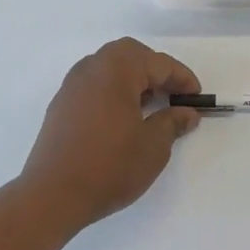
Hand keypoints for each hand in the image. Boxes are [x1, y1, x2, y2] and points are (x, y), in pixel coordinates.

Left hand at [21, 38, 202, 230]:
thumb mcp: (153, 146)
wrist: (53, 194)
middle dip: (155, 70)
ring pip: (108, 67)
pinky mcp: (61, 105)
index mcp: (117, 70)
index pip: (158, 63)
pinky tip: (123, 117)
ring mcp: (72, 86)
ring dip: (132, 79)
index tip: (197, 98)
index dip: (182, 79)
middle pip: (129, 54)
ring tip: (150, 105)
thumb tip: (187, 113)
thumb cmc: (109, 166)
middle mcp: (91, 68)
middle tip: (173, 94)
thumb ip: (172, 123)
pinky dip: (113, 90)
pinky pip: (94, 84)